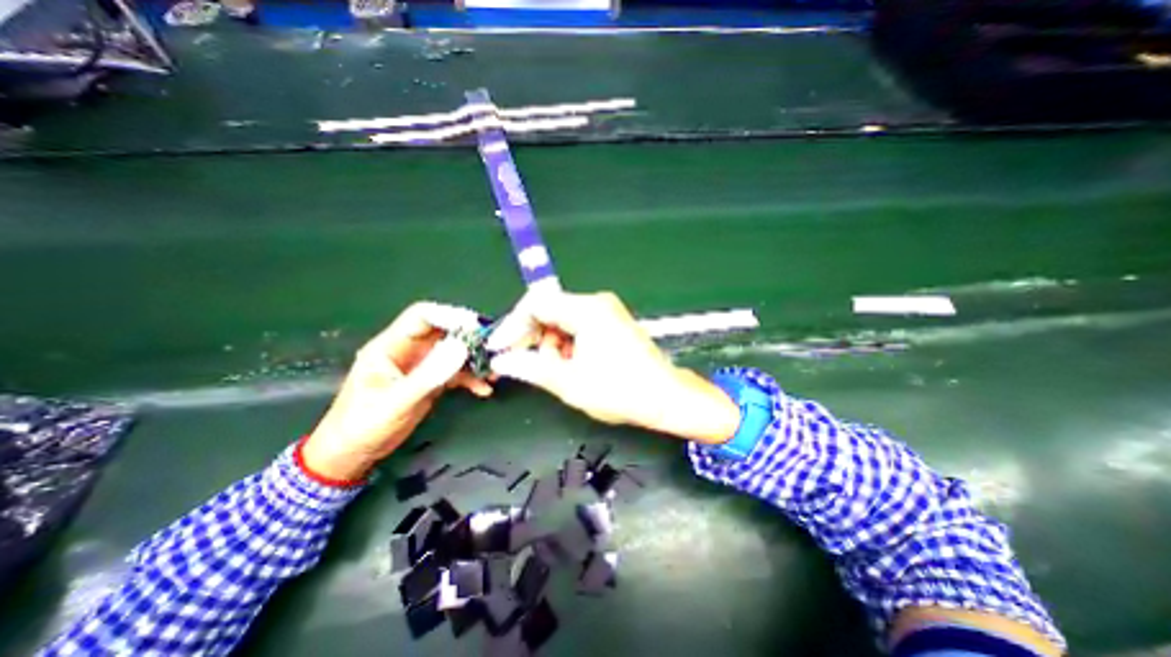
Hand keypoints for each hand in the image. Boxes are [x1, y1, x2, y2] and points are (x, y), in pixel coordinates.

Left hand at [299, 300, 490, 479]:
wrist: (351, 455)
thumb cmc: (363, 425)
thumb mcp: (397, 401)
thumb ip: (429, 375)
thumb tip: (462, 347)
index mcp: (390, 346)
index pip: (422, 317)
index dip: (450, 316)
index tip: (476, 326)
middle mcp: (408, 351)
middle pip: (443, 332)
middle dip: (468, 338)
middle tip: (492, 348)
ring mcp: (421, 366)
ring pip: (453, 351)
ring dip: (473, 359)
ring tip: (493, 370)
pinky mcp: (430, 381)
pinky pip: (456, 372)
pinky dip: (471, 378)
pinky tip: (483, 388)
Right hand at [489, 291, 734, 444]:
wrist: (665, 397)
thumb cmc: (620, 391)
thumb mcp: (570, 383)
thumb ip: (532, 368)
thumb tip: (502, 361)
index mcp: (587, 310)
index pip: (537, 303)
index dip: (513, 325)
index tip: (499, 348)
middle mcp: (597, 303)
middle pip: (549, 310)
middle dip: (533, 338)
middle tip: (524, 365)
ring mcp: (606, 311)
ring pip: (562, 320)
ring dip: (551, 345)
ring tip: (556, 372)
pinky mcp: (611, 322)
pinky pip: (577, 326)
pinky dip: (566, 345)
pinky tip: (571, 366)